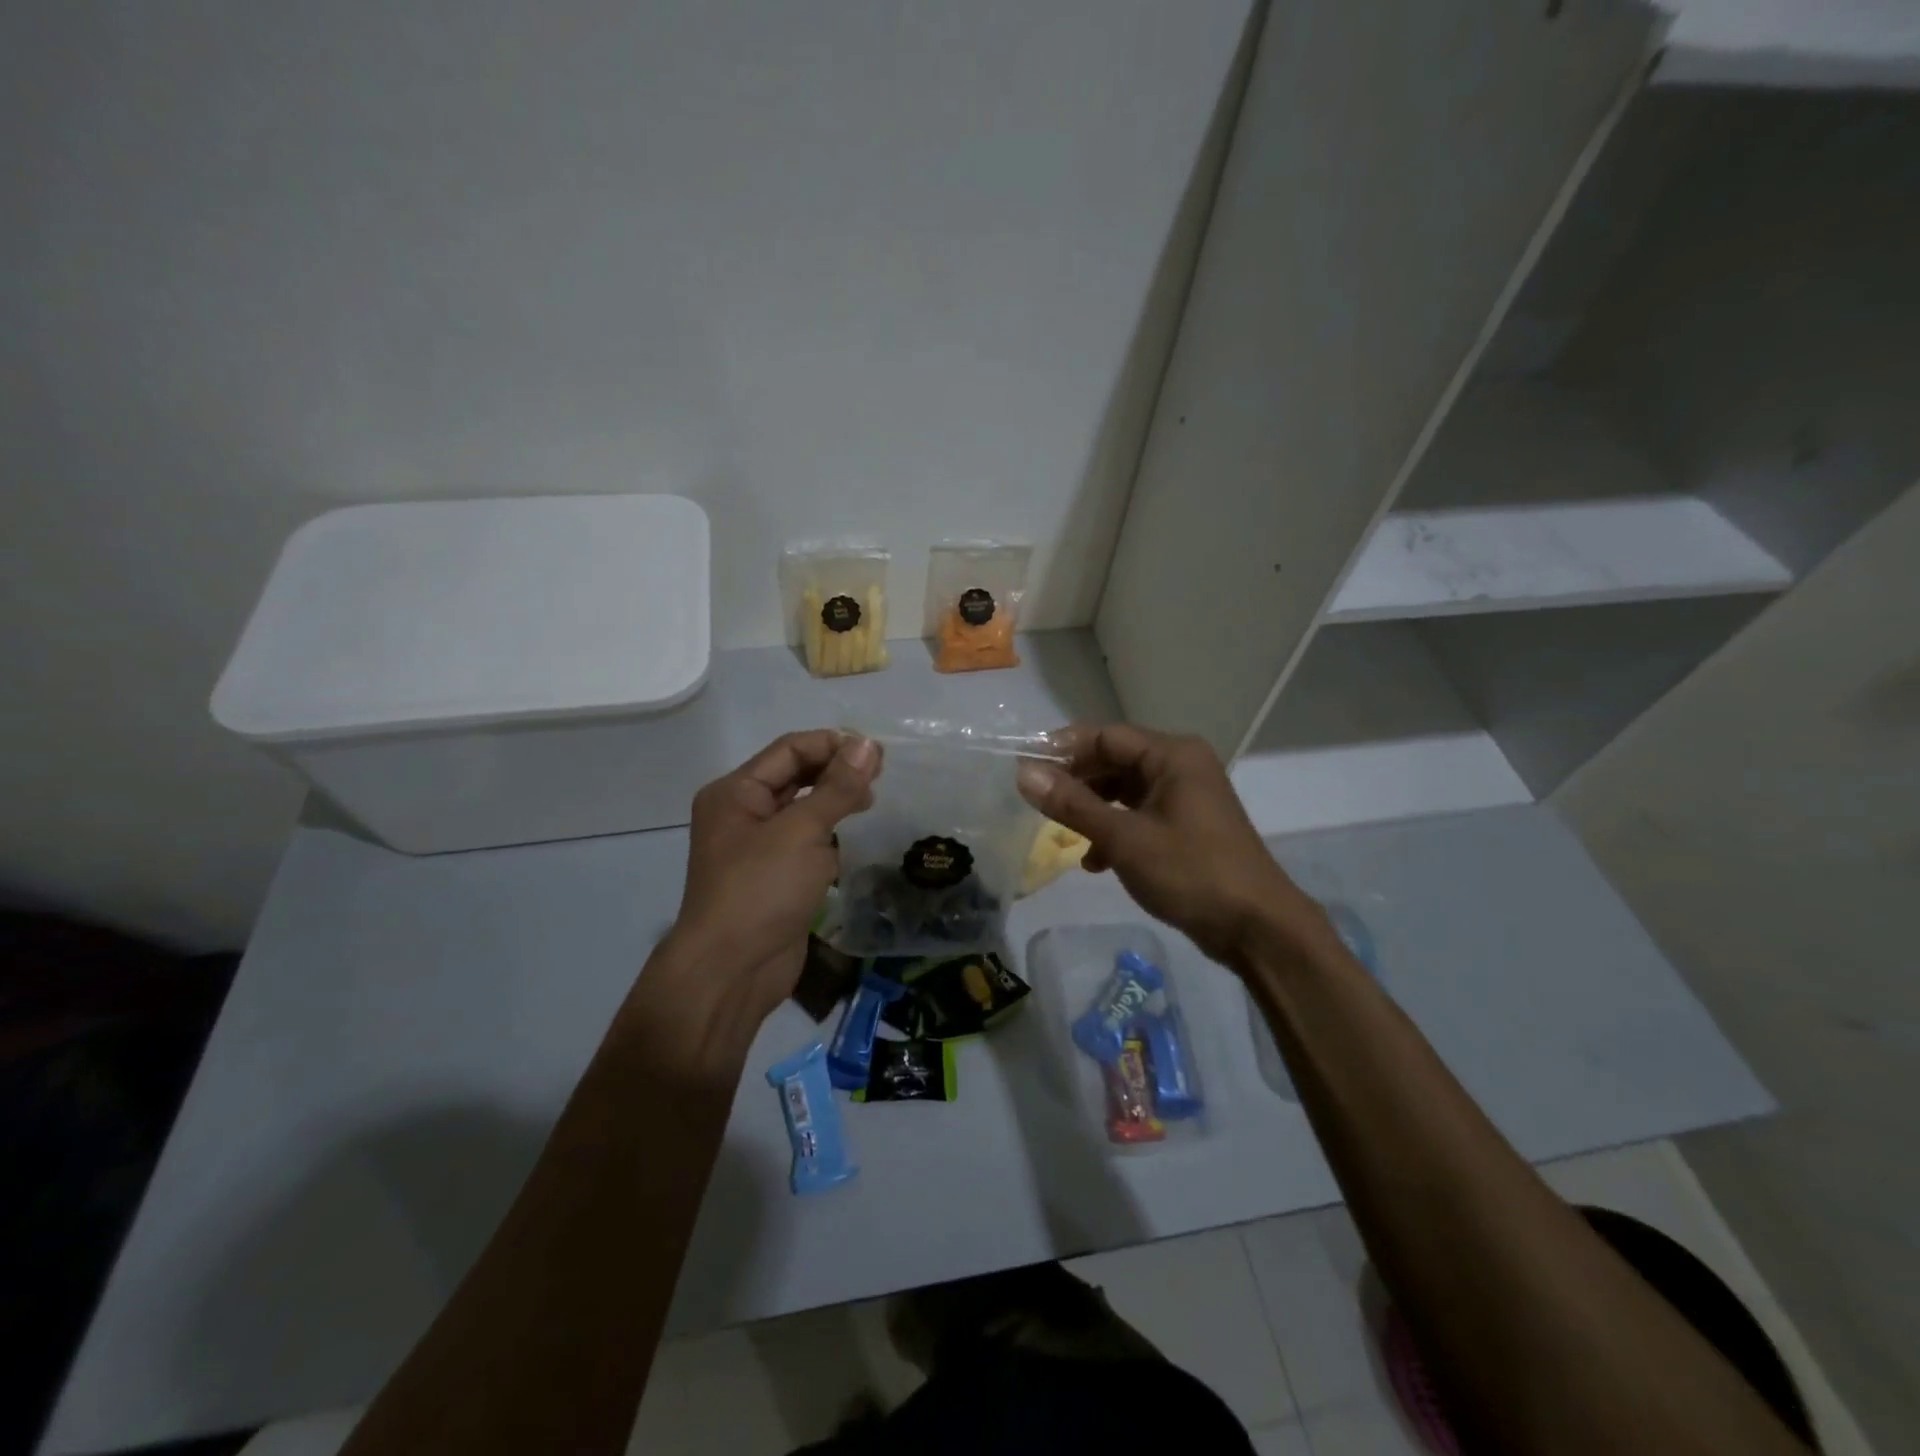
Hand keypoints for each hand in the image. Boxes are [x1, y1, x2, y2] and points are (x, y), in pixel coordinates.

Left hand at [642, 731, 878, 1048]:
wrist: (732, 971)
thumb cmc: (761, 889)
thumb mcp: (802, 831)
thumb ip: (838, 787)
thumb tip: (869, 745)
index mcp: (736, 792)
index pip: (790, 750)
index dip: (833, 744)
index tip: (877, 753)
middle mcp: (743, 814)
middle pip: (796, 777)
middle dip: (836, 772)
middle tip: (881, 776)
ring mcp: (759, 848)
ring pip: (804, 810)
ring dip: (836, 803)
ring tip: (872, 804)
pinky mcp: (776, 877)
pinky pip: (807, 843)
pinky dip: (830, 837)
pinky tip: (855, 841)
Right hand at [1015, 724, 1325, 967]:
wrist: (1257, 928)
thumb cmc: (1191, 872)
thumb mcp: (1124, 838)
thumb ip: (1073, 804)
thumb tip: (1024, 773)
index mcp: (1173, 755)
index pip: (1106, 736)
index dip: (1063, 749)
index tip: (1025, 767)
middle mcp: (1181, 767)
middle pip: (1116, 760)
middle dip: (1077, 780)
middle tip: (1037, 801)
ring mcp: (1186, 798)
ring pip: (1125, 790)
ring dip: (1093, 809)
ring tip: (1062, 831)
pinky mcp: (1187, 827)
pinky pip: (1140, 815)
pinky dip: (1115, 830)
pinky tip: (1095, 862)